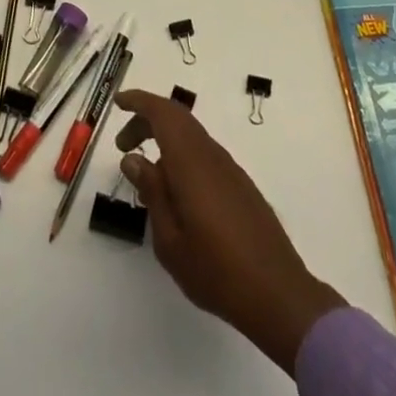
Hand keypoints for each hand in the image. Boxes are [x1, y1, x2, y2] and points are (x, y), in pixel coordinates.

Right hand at [114, 90, 344, 374]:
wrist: (277, 294)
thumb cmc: (216, 270)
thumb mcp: (170, 239)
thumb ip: (152, 192)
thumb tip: (133, 158)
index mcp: (191, 162)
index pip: (163, 113)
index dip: (139, 101)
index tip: (118, 102)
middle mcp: (211, 155)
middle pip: (177, 119)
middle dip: (147, 122)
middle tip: (123, 145)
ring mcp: (229, 169)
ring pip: (191, 137)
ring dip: (164, 142)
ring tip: (145, 178)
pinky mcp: (240, 185)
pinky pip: (203, 155)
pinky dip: (181, 158)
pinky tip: (175, 194)